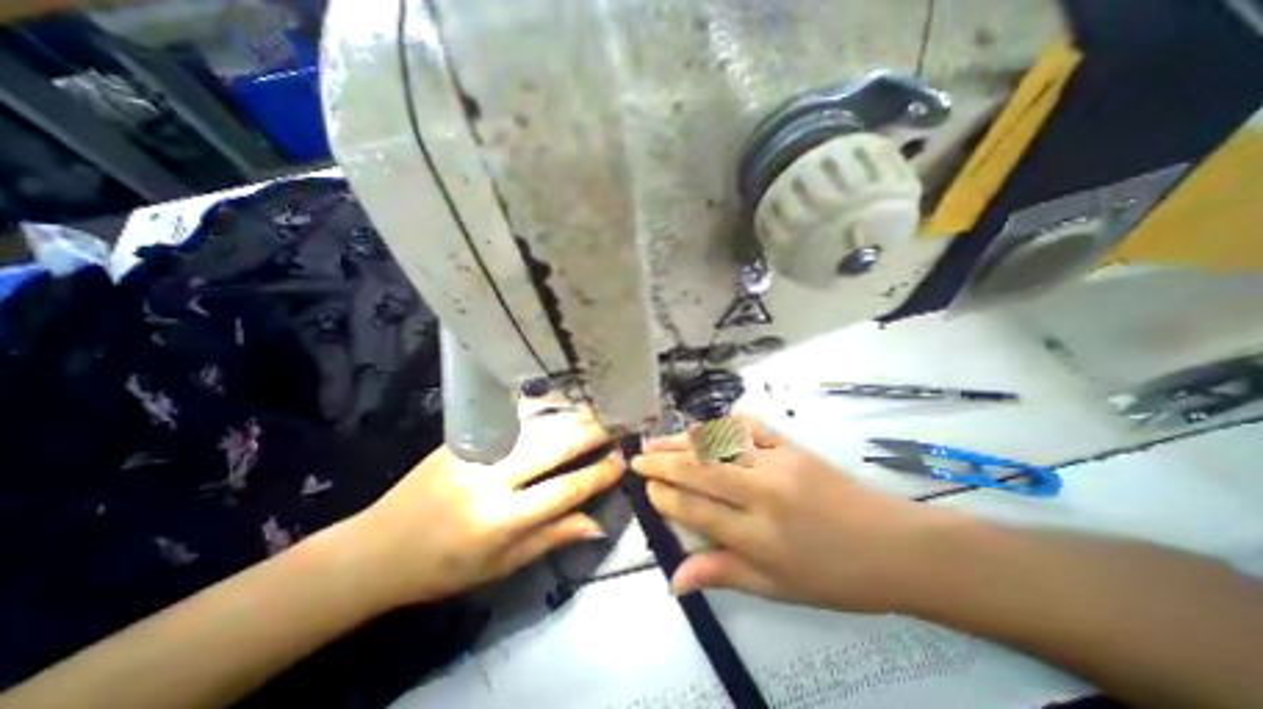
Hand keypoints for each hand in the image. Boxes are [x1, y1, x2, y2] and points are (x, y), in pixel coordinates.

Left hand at [345, 403, 618, 608]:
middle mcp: (490, 479)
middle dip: (591, 432)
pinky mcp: (462, 437)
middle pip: (553, 447)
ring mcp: (474, 451)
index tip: (622, 461)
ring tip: (597, 408)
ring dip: (571, 415)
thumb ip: (551, 538)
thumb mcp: (501, 567)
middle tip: (619, 421)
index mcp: (500, 520)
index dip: (598, 474)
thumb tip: (597, 523)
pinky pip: (509, 417)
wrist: (378, 548)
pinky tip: (559, 398)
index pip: (564, 490)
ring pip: (535, 425)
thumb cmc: (445, 567)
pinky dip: (539, 407)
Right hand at [632, 419, 957, 612]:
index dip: (665, 498)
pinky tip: (704, 424)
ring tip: (656, 439)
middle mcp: (762, 494)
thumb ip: (722, 574)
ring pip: (718, 447)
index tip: (646, 489)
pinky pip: (750, 428)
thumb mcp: (777, 588)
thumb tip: (674, 579)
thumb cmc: (834, 576)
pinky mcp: (792, 446)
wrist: (894, 546)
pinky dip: (722, 424)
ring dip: (683, 441)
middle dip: (662, 463)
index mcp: (758, 537)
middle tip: (637, 457)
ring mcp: (777, 463)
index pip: (696, 511)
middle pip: (699, 472)